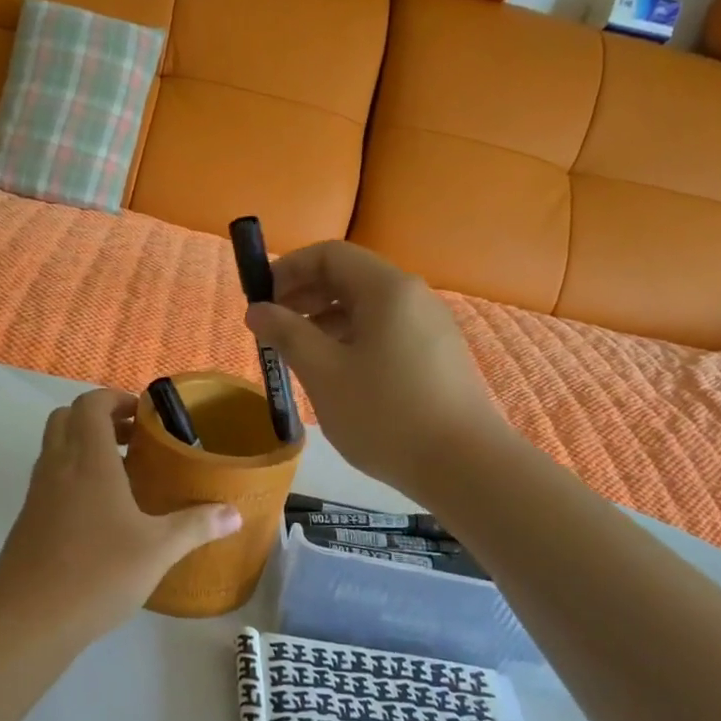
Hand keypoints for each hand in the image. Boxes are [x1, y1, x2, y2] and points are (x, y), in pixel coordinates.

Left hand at [0, 390, 241, 645]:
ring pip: (54, 448)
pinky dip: (71, 475)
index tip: (144, 415)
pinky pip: (49, 478)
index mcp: (88, 461)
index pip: (91, 404)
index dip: (115, 399)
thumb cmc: (98, 574)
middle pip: (65, 418)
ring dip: (83, 446)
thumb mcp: (158, 550)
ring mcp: (37, 493)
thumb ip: (196, 526)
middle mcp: (57, 467)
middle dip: (98, 418)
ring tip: (121, 473)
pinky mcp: (27, 519)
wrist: (28, 620)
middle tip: (133, 439)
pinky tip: (99, 512)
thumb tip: (235, 513)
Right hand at [245, 241, 500, 498]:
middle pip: (349, 277)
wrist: (464, 466)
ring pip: (367, 308)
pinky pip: (385, 332)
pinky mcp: (437, 356)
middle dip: (304, 295)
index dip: (288, 269)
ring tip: (298, 354)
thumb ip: (286, 334)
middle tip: (272, 328)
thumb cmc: (385, 414)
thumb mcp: (324, 373)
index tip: (259, 300)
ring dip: (325, 321)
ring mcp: (430, 326)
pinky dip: (352, 340)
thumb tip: (256, 309)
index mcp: (387, 289)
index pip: (329, 254)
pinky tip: (336, 374)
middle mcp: (413, 296)